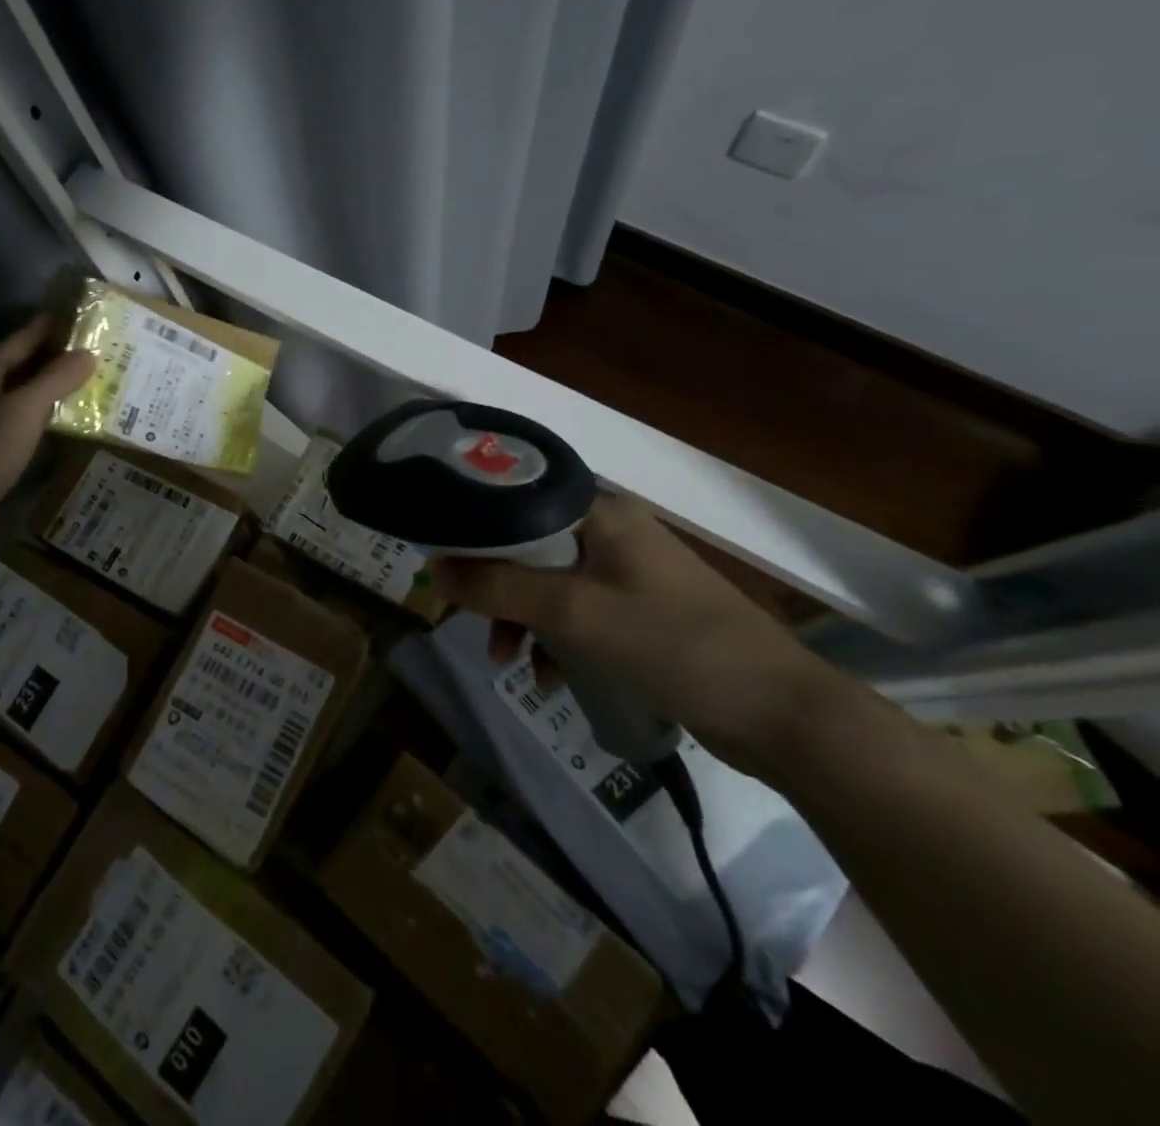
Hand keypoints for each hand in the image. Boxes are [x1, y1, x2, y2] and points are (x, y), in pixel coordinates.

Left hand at [0, 315, 95, 530]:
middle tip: (96, 348)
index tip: (84, 315)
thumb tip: (88, 354)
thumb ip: (56, 379)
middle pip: (23, 361)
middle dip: (57, 354)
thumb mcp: (25, 408)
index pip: (24, 337)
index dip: (52, 325)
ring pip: (23, 388)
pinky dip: (44, 407)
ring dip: (52, 382)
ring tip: (90, 377)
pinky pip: (22, 412)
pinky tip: (66, 413)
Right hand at [431, 494, 839, 773]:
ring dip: (522, 620)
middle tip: (467, 620)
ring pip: (550, 584)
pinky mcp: (642, 612)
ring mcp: (630, 574)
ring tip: (507, 661)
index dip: (474, 530)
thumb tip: (433, 571)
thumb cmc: (673, 644)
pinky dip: (558, 641)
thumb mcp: (573, 613)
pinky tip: (551, 679)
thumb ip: (498, 588)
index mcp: (601, 514)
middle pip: (528, 547)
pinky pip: (579, 614)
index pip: (517, 501)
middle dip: (495, 588)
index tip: (442, 564)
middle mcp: (613, 533)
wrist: (782, 715)